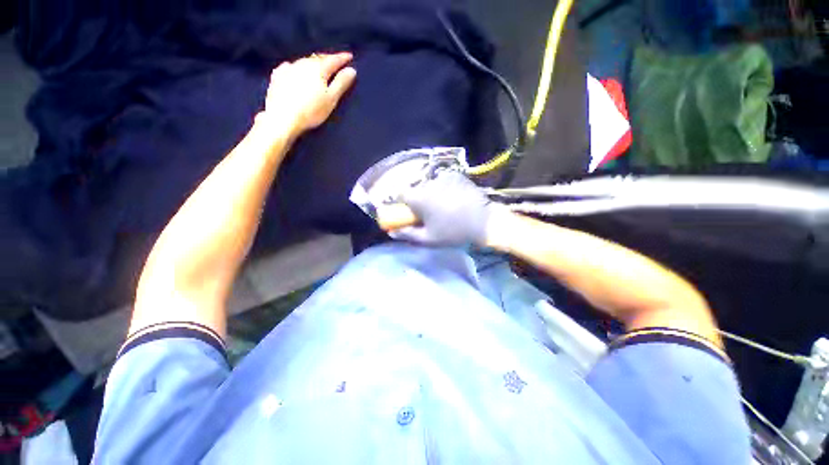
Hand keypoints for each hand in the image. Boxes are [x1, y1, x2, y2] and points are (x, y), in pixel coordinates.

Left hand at [263, 52, 356, 136]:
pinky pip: (291, 67)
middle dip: (328, 59)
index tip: (350, 56)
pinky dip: (298, 67)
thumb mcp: (331, 98)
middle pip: (318, 58)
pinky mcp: (278, 76)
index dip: (343, 58)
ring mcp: (289, 68)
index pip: (333, 59)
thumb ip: (341, 83)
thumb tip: (351, 70)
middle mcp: (303, 63)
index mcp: (318, 68)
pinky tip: (296, 70)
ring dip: (313, 62)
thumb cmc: (312, 110)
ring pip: (305, 61)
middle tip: (336, 60)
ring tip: (319, 66)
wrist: (283, 118)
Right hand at [391, 171, 494, 246]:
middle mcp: (428, 183)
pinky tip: (455, 198)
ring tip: (445, 207)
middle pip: (417, 189)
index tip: (409, 212)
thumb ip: (407, 234)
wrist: (485, 221)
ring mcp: (444, 177)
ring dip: (432, 194)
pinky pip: (444, 181)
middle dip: (419, 200)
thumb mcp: (428, 239)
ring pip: (430, 185)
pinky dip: (445, 188)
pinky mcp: (457, 175)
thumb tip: (392, 233)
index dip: (403, 203)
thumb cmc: (454, 232)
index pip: (400, 194)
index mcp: (419, 198)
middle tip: (429, 213)